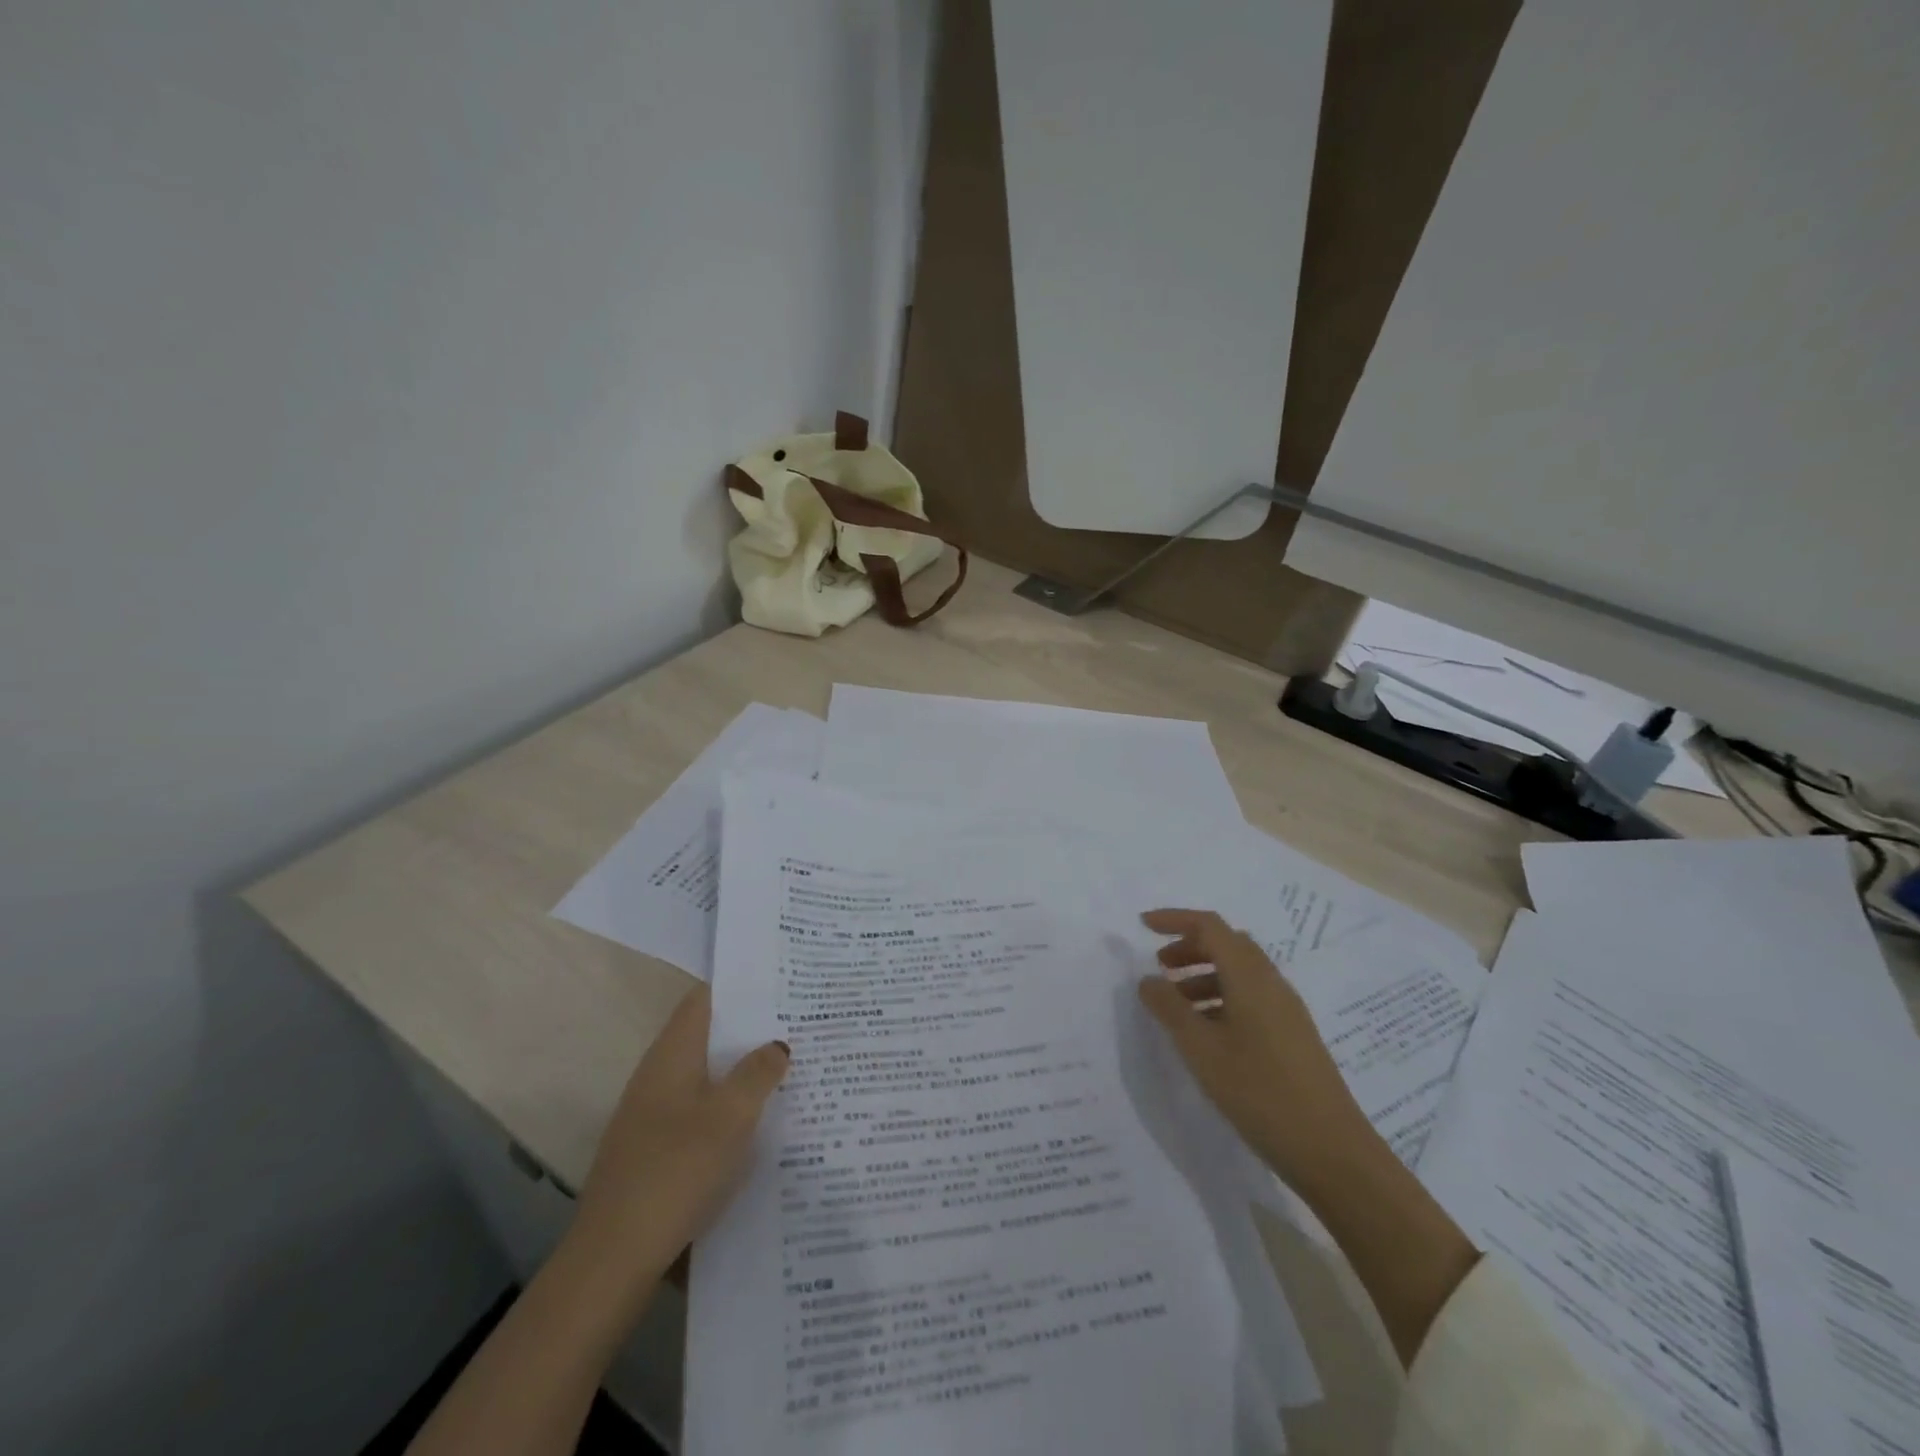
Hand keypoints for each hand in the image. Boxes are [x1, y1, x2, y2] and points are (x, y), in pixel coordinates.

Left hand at [566, 984, 788, 1302]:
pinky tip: (757, 1126)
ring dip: (741, 1072)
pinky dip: (727, 1108)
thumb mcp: (731, 1116)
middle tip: (798, 1025)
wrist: (613, 1258)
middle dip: (749, 1030)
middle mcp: (657, 1076)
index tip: (779, 981)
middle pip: (707, 1036)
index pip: (704, 1000)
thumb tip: (777, 1043)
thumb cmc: (677, 1170)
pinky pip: (698, 1112)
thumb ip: (758, 1073)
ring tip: (788, 1070)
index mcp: (672, 1055)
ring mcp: (650, 1115)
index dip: (739, 986)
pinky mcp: (653, 1151)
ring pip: (704, 1077)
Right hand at [1136, 908, 1370, 1189]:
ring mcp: (1286, 1010)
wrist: (1332, 1152)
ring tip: (1175, 1005)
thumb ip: (1170, 1009)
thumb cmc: (1260, 1092)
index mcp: (1250, 977)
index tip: (1143, 926)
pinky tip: (1206, 1032)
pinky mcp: (1292, 1035)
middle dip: (1190, 947)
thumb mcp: (1202, 1050)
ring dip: (1204, 974)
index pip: (1210, 926)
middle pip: (1227, 945)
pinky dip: (1221, 998)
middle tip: (1159, 966)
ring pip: (1239, 973)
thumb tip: (1148, 980)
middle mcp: (1271, 983)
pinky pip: (1251, 997)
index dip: (1175, 919)